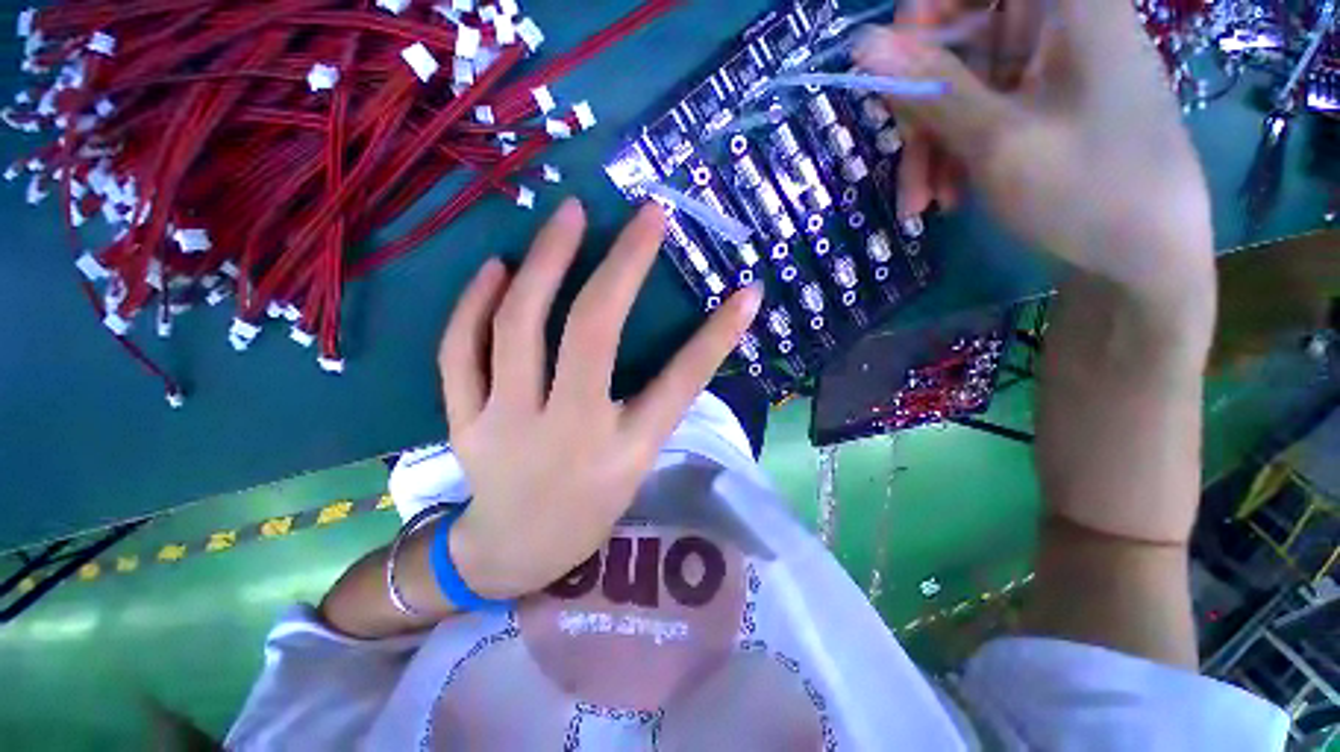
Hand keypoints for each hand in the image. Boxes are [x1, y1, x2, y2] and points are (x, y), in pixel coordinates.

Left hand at [437, 199, 761, 598]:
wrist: (513, 554)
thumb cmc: (590, 507)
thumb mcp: (638, 461)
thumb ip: (660, 402)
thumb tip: (699, 342)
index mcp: (624, 452)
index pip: (680, 383)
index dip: (716, 335)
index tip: (746, 290)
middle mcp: (568, 433)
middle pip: (591, 334)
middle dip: (621, 266)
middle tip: (640, 215)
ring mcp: (505, 426)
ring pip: (516, 328)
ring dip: (544, 264)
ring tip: (566, 218)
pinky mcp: (461, 423)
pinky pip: (459, 352)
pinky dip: (473, 303)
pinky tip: (496, 268)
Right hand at [856, 0, 1215, 303]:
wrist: (1144, 258)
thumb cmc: (1086, 191)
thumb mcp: (997, 140)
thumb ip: (929, 89)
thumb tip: (865, 47)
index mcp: (1066, 6)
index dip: (923, 14)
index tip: (891, 70)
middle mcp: (1056, 24)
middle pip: (960, 38)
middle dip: (922, 107)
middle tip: (907, 162)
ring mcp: (1048, 69)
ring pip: (962, 87)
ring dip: (933, 146)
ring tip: (923, 203)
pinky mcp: (1041, 105)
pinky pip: (979, 115)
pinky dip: (954, 155)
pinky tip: (948, 198)